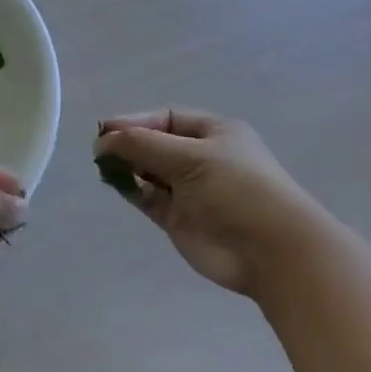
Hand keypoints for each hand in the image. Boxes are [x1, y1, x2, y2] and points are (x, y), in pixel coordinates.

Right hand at [94, 110, 329, 295]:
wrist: (271, 253)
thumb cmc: (236, 190)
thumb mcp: (190, 157)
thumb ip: (142, 145)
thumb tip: (103, 140)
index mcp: (214, 133)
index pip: (165, 118)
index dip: (134, 122)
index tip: (104, 131)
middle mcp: (201, 158)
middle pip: (154, 144)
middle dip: (128, 144)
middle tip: (99, 151)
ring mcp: (190, 190)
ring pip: (148, 171)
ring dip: (126, 167)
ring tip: (103, 168)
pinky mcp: (179, 218)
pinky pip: (148, 198)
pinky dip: (131, 190)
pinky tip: (115, 185)